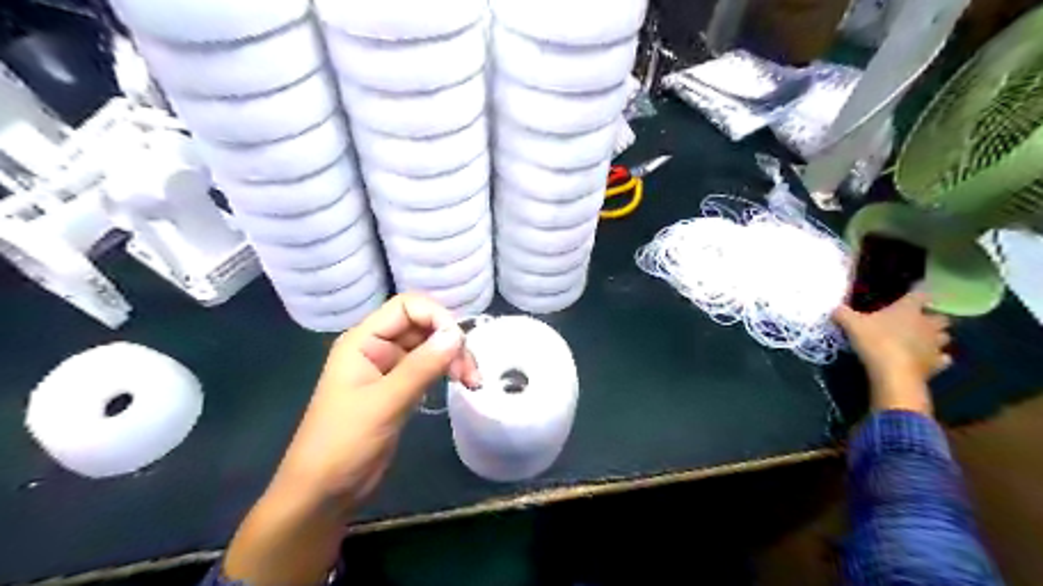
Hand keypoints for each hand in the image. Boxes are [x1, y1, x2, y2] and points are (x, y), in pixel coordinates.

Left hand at [272, 294, 474, 507]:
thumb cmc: (343, 443)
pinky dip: (447, 372)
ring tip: (472, 382)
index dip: (437, 317)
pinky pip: (429, 368)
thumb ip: (421, 367)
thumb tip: (457, 335)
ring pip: (430, 347)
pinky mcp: (399, 389)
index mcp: (363, 340)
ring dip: (454, 358)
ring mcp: (389, 368)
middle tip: (470, 372)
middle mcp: (377, 347)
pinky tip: (462, 385)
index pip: (407, 306)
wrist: (323, 492)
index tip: (459, 345)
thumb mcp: (384, 403)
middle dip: (450, 341)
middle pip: (423, 325)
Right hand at [836, 290, 952, 412]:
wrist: (893, 372)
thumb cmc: (875, 341)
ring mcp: (935, 344)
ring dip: (936, 338)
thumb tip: (835, 308)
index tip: (912, 297)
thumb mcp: (851, 324)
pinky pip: (943, 358)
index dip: (917, 295)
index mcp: (908, 309)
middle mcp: (927, 324)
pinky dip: (937, 358)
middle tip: (918, 322)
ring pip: (945, 337)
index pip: (920, 295)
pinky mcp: (937, 363)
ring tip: (922, 341)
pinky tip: (927, 360)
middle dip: (932, 319)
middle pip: (941, 317)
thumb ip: (842, 313)